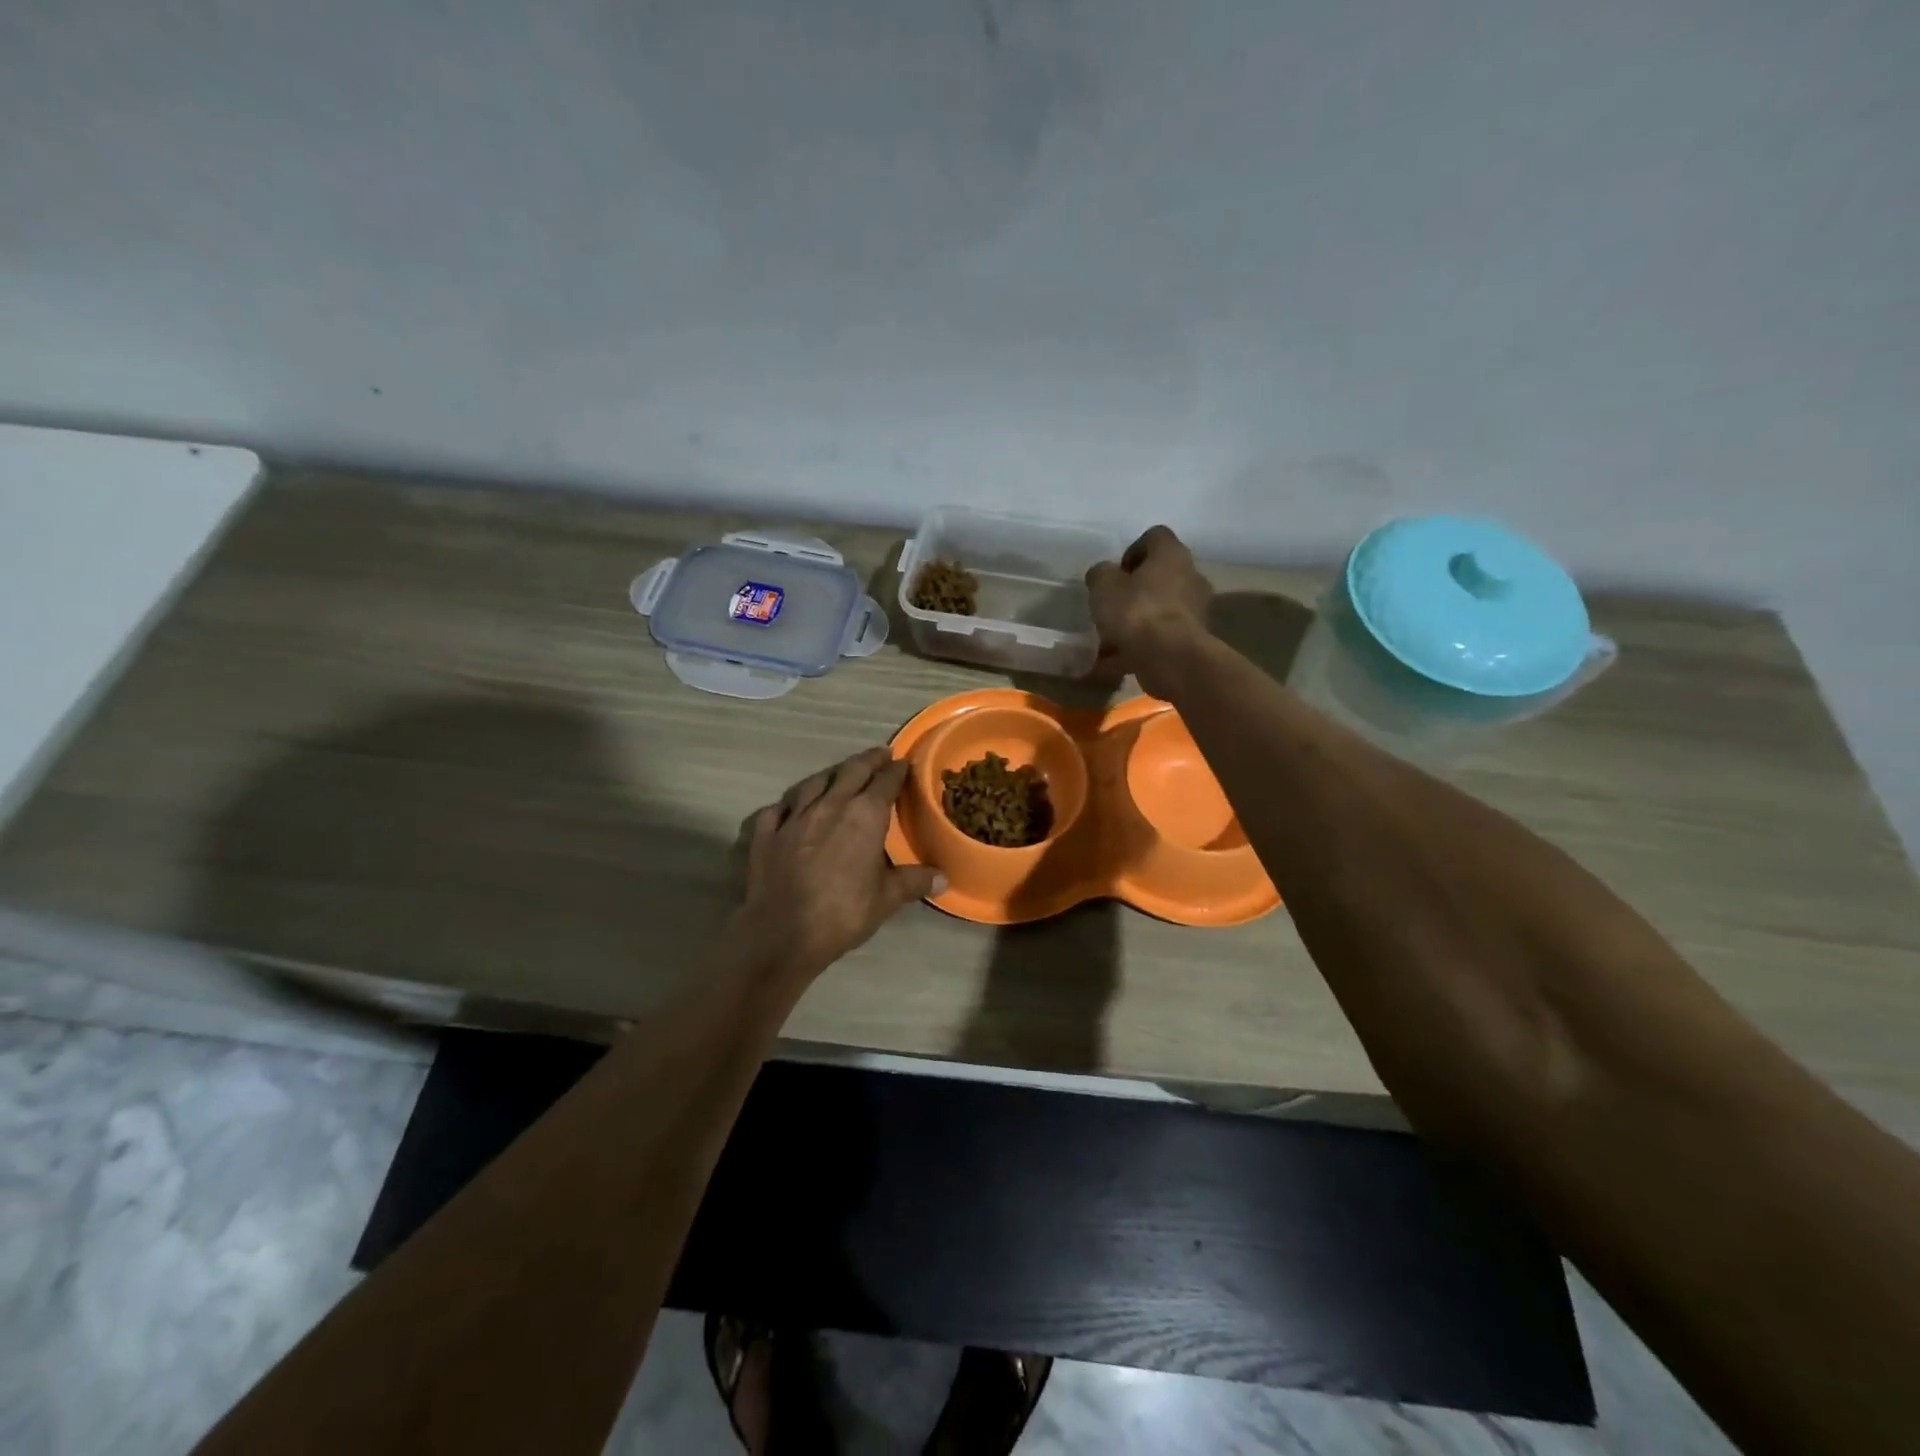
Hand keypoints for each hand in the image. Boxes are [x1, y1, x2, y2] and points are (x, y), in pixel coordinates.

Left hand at [732, 748, 943, 987]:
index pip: (885, 782)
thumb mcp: (887, 899)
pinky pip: (779, 809)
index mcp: (864, 815)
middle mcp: (830, 805)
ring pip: (814, 783)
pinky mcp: (766, 833)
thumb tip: (944, 877)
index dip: (896, 771)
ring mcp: (794, 817)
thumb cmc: (843, 913)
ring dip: (831, 775)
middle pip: (851, 772)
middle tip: (880, 754)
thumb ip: (914, 882)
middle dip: (868, 760)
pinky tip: (791, 809)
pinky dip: (790, 805)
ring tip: (839, 774)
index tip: (904, 764)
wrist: (782, 933)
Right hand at [1084, 526, 1213, 697]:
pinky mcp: (1194, 639)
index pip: (1155, 537)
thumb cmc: (1136, 612)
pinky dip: (1142, 646)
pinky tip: (1116, 661)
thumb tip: (1104, 574)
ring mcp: (1197, 609)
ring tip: (1109, 641)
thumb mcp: (1103, 586)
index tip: (1116, 573)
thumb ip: (1101, 574)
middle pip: (1160, 575)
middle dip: (1135, 590)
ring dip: (1137, 621)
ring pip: (1160, 609)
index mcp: (1171, 554)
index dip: (1132, 550)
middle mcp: (1191, 575)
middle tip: (1112, 606)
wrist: (1170, 658)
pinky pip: (1162, 637)